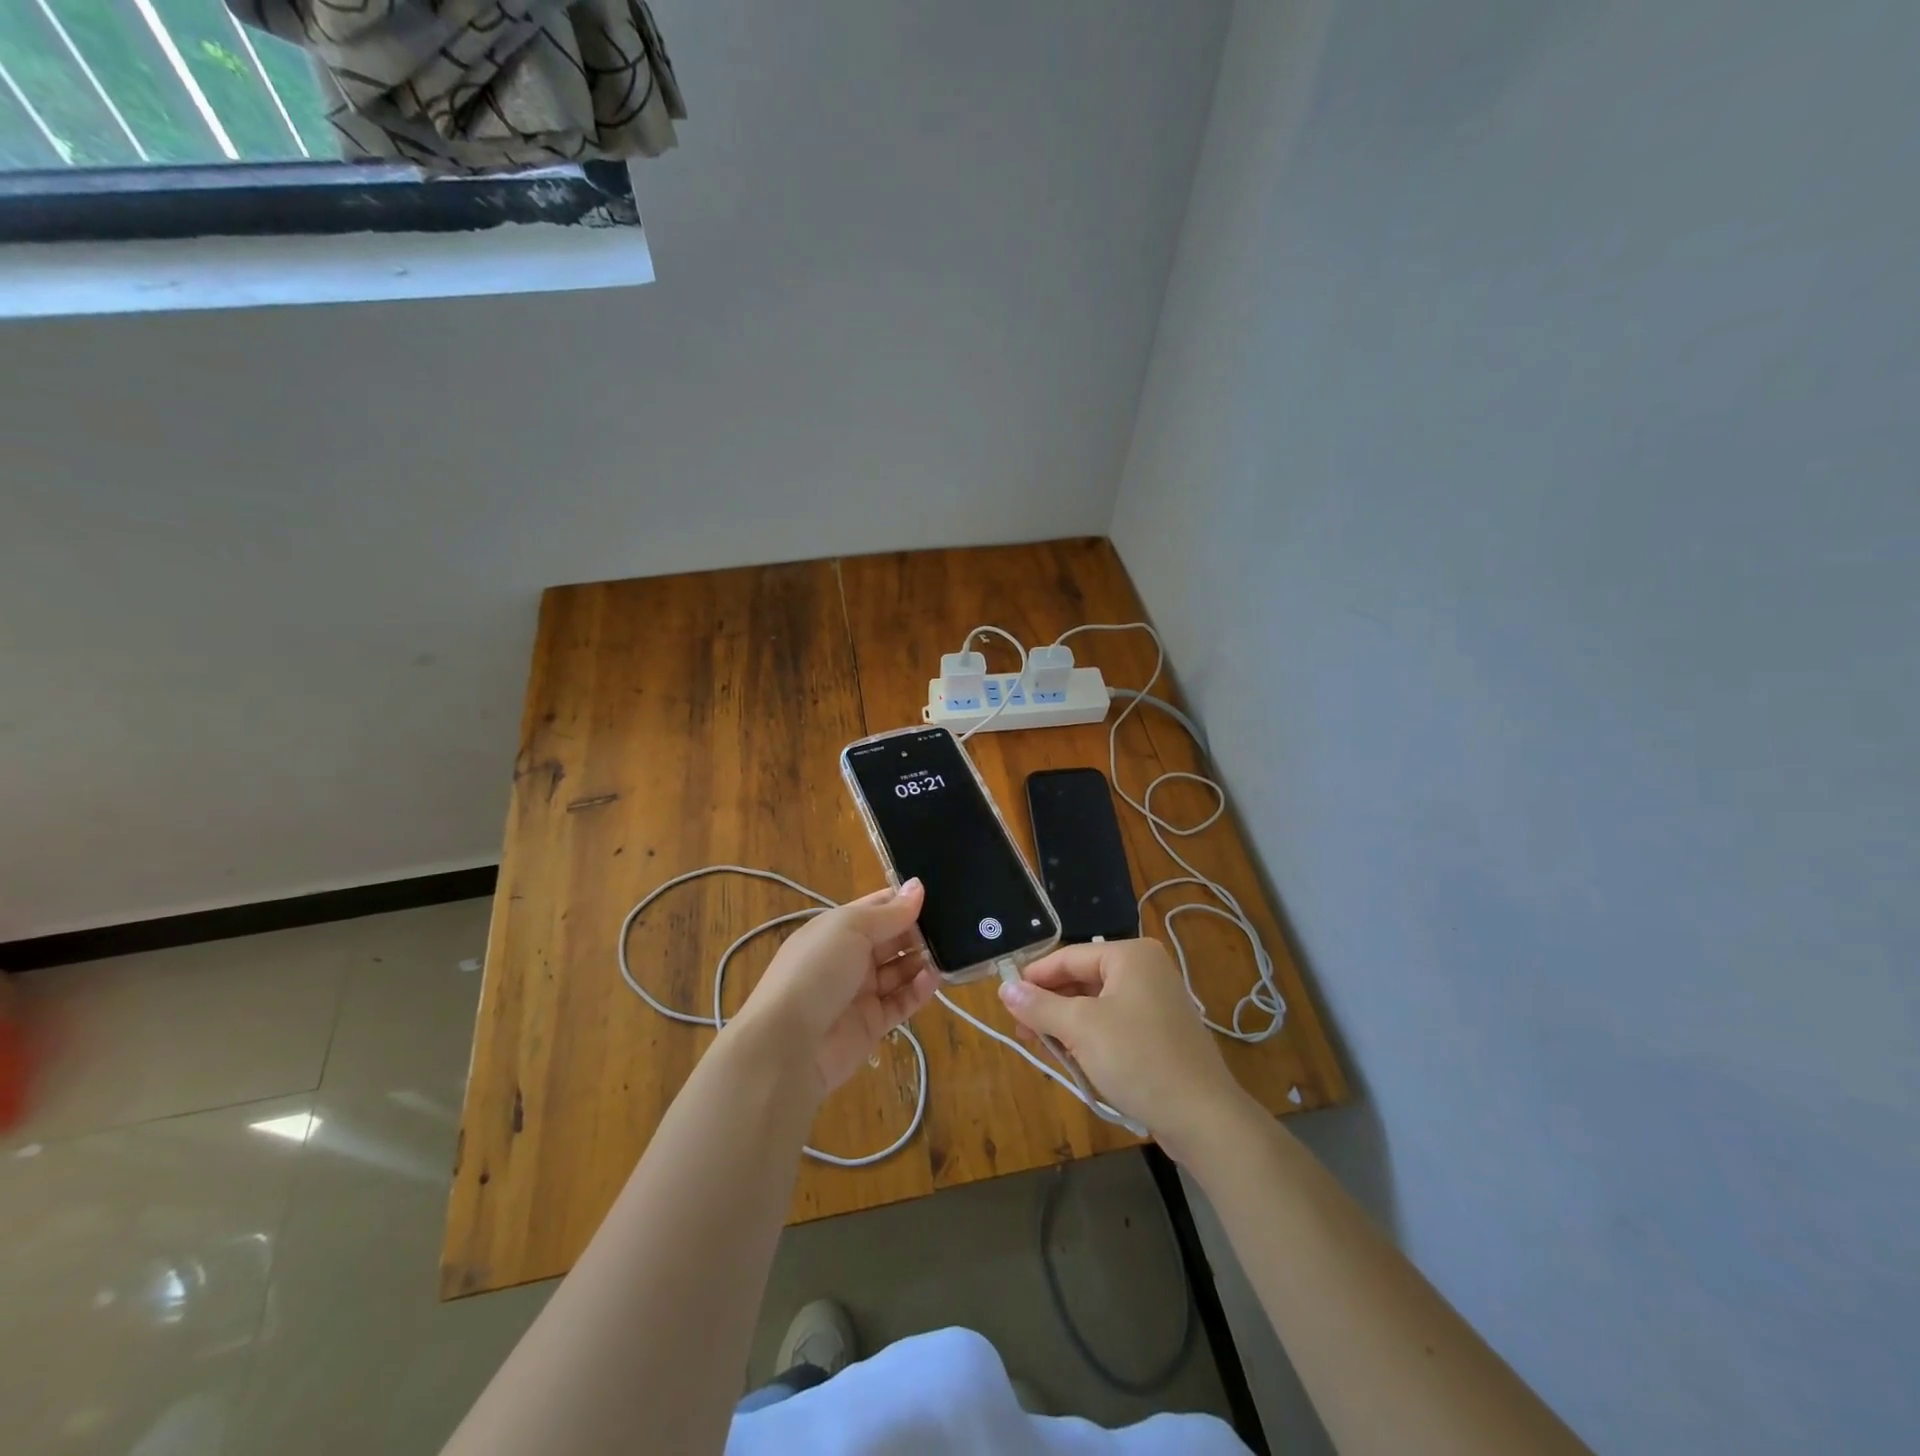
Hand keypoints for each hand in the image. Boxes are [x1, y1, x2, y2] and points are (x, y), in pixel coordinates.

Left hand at [731, 879, 936, 1096]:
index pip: (877, 907)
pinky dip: (920, 989)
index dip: (904, 900)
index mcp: (837, 929)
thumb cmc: (816, 971)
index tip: (939, 893)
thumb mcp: (850, 928)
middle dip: (918, 930)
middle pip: (892, 939)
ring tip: (951, 950)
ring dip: (922, 959)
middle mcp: (849, 957)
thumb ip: (890, 912)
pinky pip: (902, 1001)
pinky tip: (935, 978)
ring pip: (900, 970)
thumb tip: (918, 886)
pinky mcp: (873, 1024)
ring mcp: (861, 992)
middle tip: (955, 923)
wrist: (788, 1044)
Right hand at [998, 938, 1247, 1156]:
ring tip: (1041, 1046)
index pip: (1069, 956)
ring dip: (1067, 1024)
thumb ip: (1040, 1006)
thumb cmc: (1138, 1059)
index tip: (1005, 1000)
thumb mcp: (1081, 1028)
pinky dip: (1091, 1037)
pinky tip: (1073, 1058)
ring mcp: (1157, 1001)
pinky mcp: (1161, 1032)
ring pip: (1097, 1004)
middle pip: (1083, 978)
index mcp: (1130, 955)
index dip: (1034, 977)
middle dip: (1050, 1004)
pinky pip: (1114, 1024)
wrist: (1203, 1117)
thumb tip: (1005, 989)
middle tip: (1020, 1029)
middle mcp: (1146, 970)